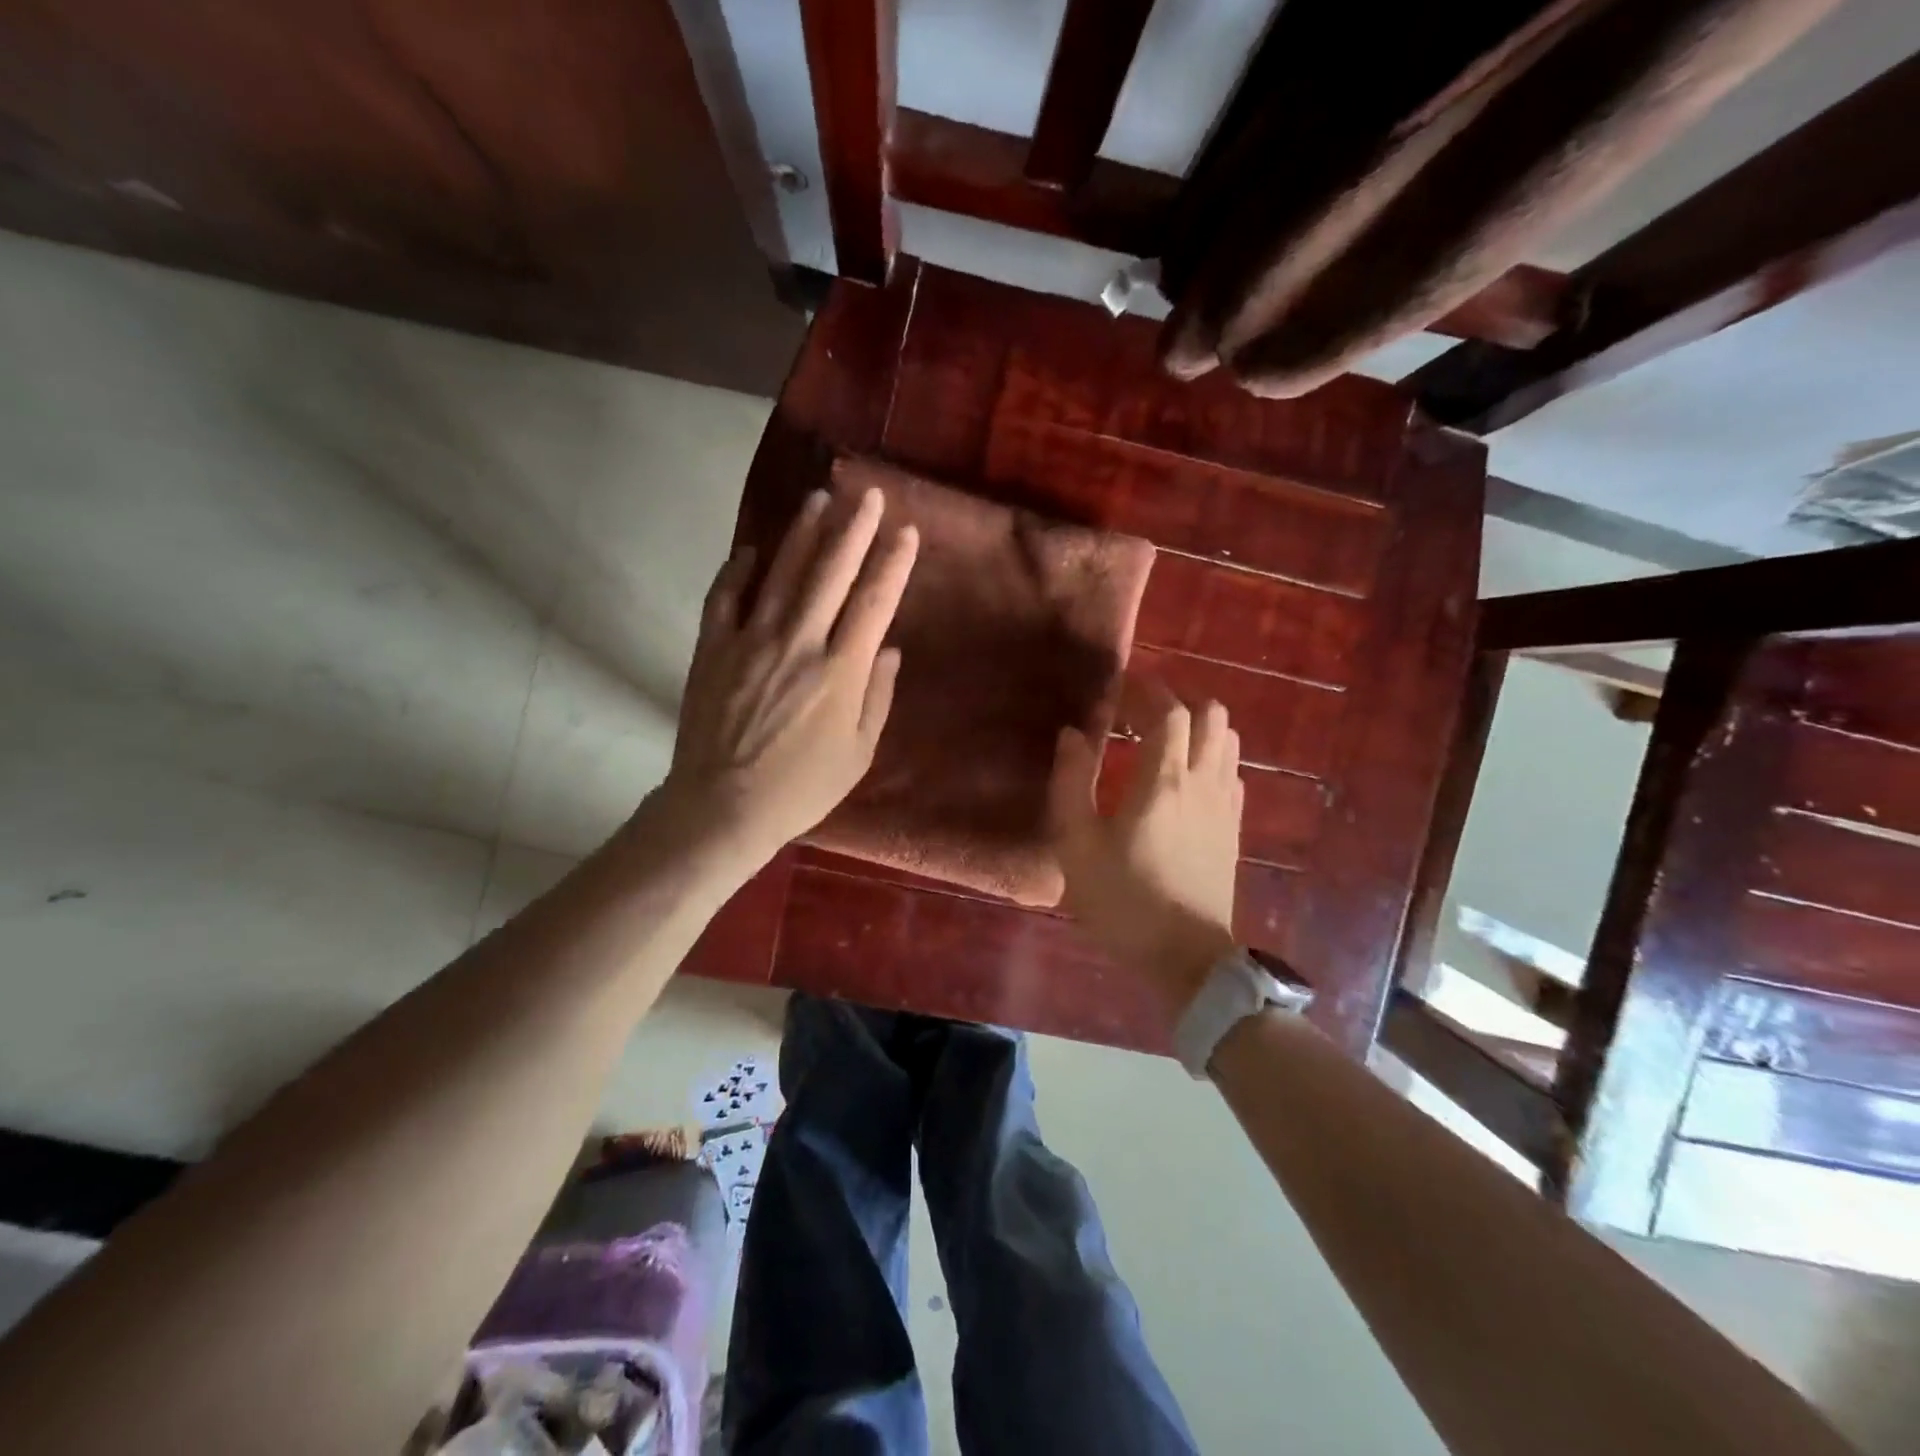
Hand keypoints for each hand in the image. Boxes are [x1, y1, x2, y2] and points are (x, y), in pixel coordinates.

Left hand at [656, 485, 917, 871]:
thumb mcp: (859, 753)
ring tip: (819, 499)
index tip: (907, 531)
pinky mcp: (713, 649)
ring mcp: (750, 640)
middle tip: (869, 495)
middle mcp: (798, 643)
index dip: (893, 563)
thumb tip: (887, 648)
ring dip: (803, 533)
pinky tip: (750, 550)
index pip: (874, 602)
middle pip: (830, 573)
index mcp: (840, 671)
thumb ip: (877, 696)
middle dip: (854, 529)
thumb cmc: (802, 788)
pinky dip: (738, 570)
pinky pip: (725, 597)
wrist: (723, 807)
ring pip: (781, 573)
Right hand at [1048, 677, 1242, 1015]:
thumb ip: (1070, 783)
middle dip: (1178, 701)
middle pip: (1211, 715)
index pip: (1169, 711)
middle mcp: (1202, 781)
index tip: (1121, 689)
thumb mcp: (1076, 846)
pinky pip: (1232, 773)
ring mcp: (1226, 805)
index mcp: (1162, 780)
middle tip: (1142, 713)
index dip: (1147, 690)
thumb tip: (1071, 735)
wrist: (1185, 959)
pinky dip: (1212, 758)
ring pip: (1228, 741)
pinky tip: (1187, 779)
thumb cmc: (1123, 901)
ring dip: (1199, 728)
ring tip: (1164, 740)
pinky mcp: (1235, 829)